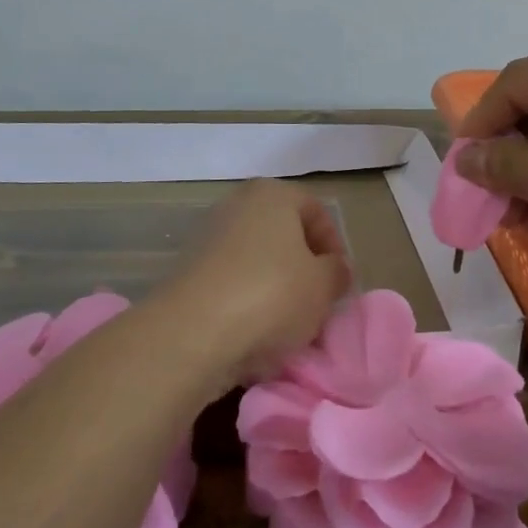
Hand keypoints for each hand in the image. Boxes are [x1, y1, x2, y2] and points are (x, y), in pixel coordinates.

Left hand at [156, 179, 350, 388]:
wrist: (193, 332)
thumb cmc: (271, 295)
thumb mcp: (324, 285)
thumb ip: (337, 272)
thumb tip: (334, 269)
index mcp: (272, 194)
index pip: (316, 212)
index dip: (334, 247)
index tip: (339, 283)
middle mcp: (237, 204)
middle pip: (284, 235)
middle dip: (303, 269)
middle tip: (316, 304)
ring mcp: (208, 236)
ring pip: (257, 261)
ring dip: (275, 288)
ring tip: (286, 325)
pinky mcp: (188, 271)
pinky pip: (231, 282)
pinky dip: (246, 302)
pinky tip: (254, 333)